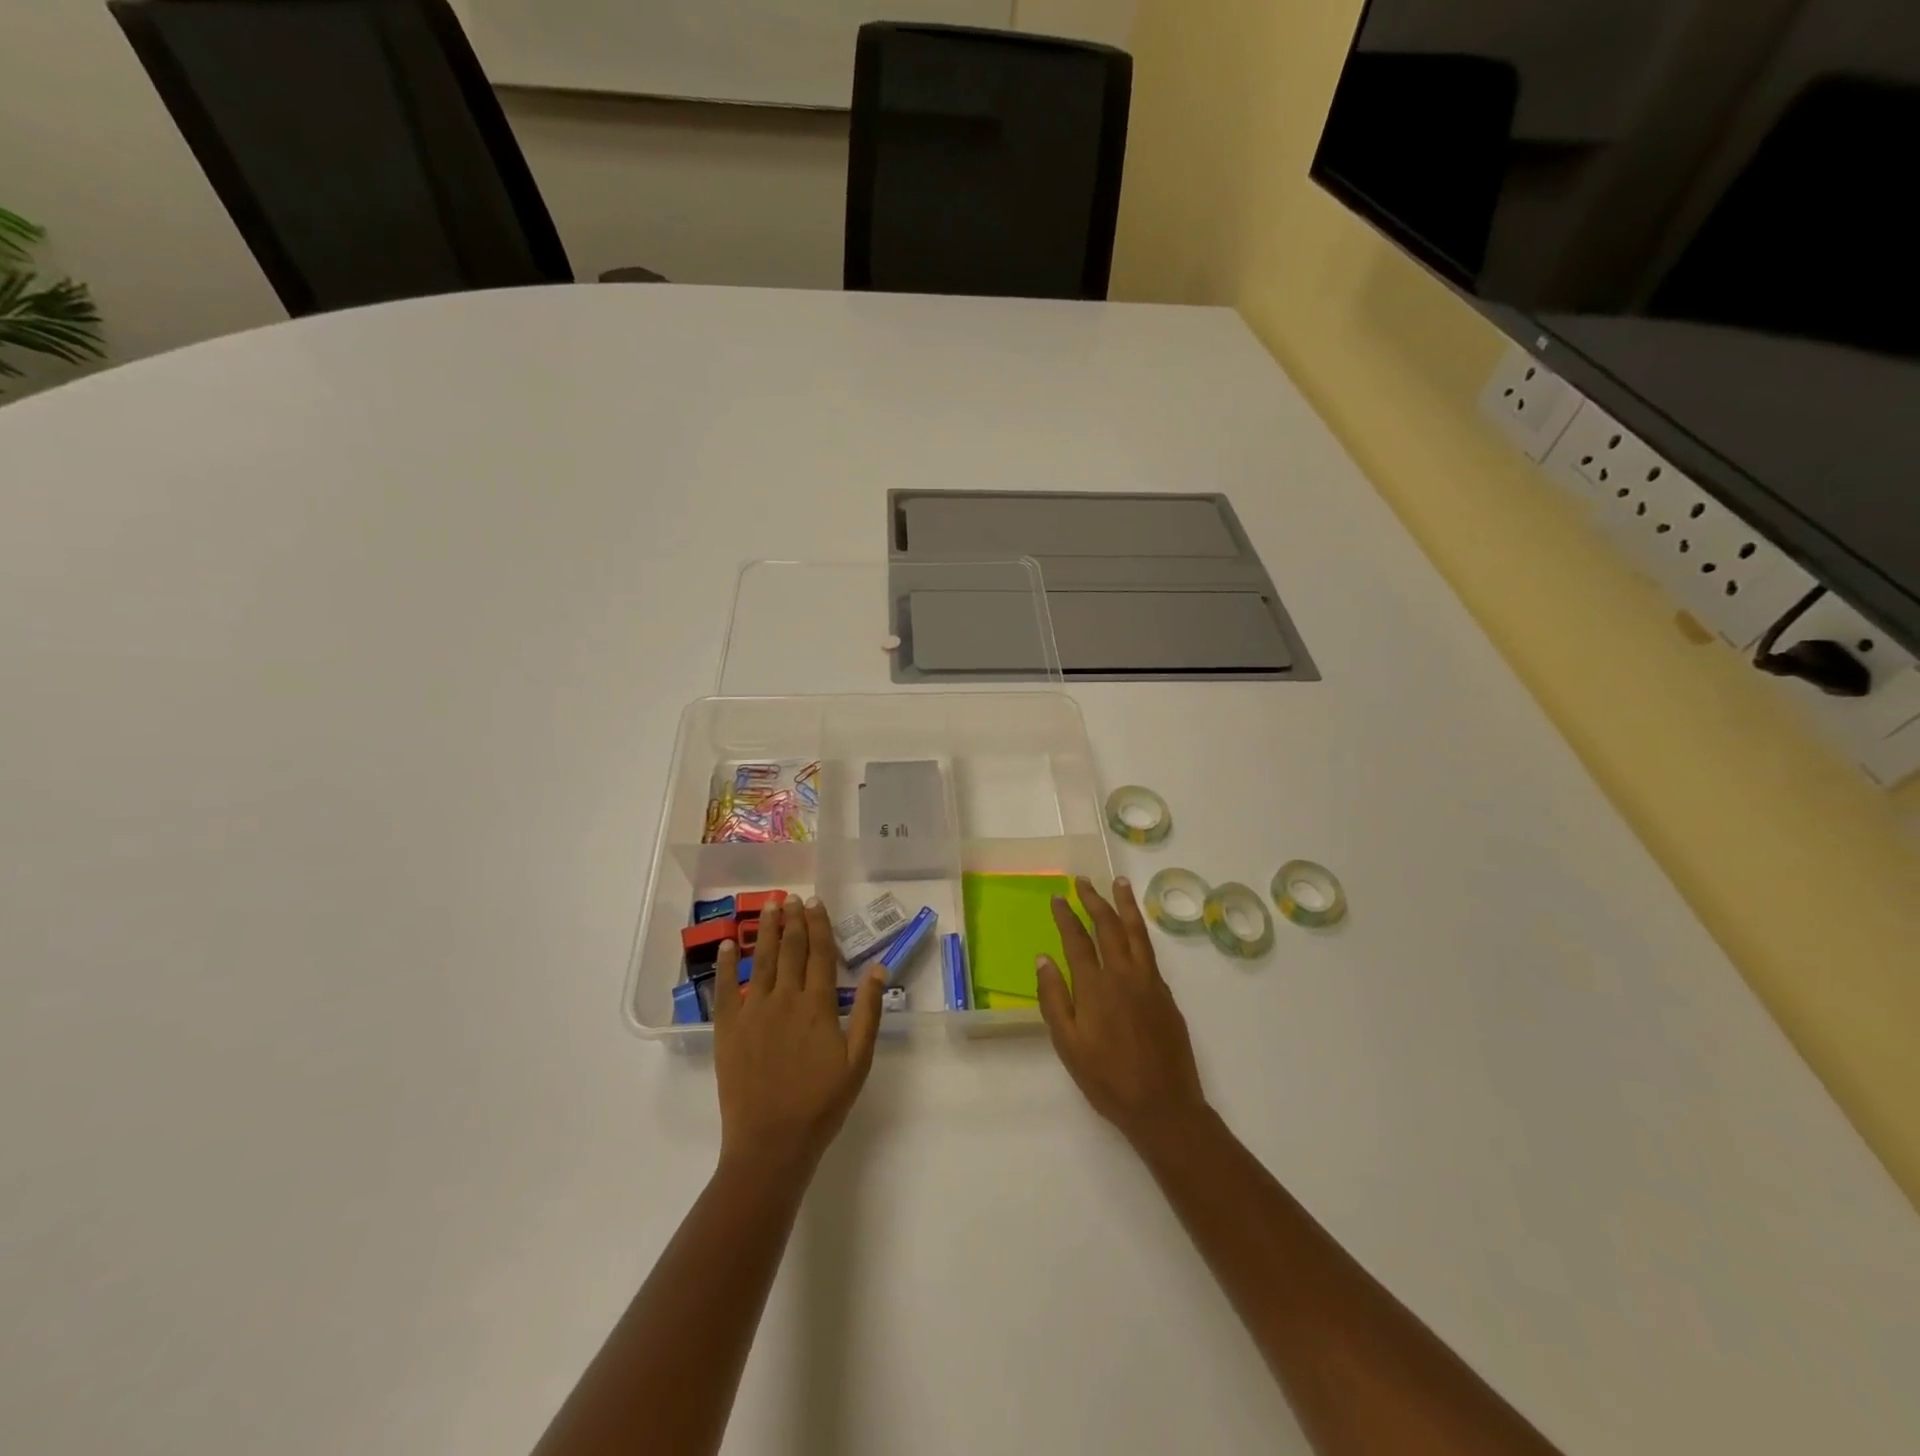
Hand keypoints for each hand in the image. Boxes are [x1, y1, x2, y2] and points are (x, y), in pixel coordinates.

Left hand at [713, 895, 885, 1177]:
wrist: (771, 1142)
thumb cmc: (821, 1103)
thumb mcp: (858, 1060)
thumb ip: (867, 1011)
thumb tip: (878, 968)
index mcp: (817, 1005)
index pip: (819, 953)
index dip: (819, 925)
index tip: (817, 902)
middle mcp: (784, 998)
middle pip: (790, 949)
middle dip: (793, 920)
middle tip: (792, 897)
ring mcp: (752, 1012)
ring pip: (761, 960)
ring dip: (765, 931)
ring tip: (769, 906)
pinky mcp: (728, 1029)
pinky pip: (725, 988)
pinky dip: (727, 964)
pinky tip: (728, 944)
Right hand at [1036, 876, 1209, 1151]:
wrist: (1164, 1106)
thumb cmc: (1107, 1080)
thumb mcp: (1068, 1045)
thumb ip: (1054, 999)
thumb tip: (1043, 959)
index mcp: (1095, 987)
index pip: (1077, 940)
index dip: (1066, 916)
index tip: (1057, 898)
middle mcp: (1124, 975)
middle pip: (1108, 927)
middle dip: (1094, 900)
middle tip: (1083, 881)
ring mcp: (1150, 982)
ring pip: (1136, 933)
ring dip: (1125, 905)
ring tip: (1119, 883)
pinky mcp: (1167, 995)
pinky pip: (1150, 953)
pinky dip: (1140, 933)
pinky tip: (1135, 932)